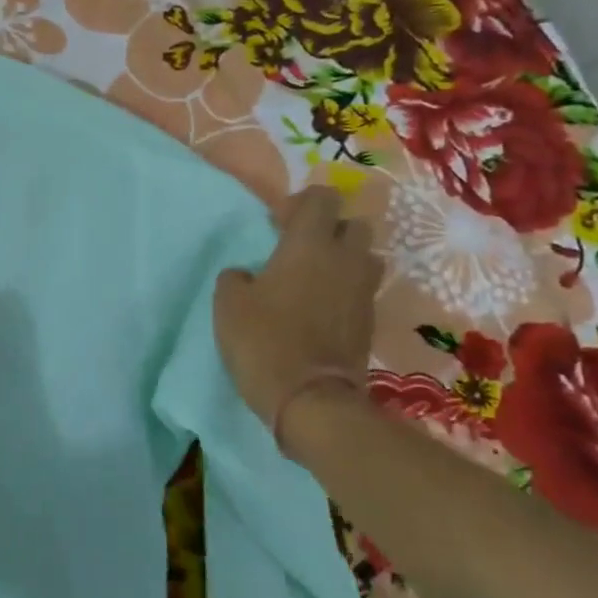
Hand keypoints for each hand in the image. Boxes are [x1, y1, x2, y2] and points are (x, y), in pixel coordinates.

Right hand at [213, 186, 382, 428]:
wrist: (310, 399)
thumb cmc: (263, 341)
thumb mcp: (228, 304)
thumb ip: (236, 277)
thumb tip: (247, 275)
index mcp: (310, 244)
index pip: (322, 199)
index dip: (300, 203)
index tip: (278, 224)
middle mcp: (345, 259)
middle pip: (353, 224)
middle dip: (330, 229)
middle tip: (300, 249)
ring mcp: (363, 291)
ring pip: (364, 257)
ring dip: (343, 260)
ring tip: (315, 279)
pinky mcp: (369, 321)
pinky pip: (361, 290)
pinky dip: (344, 291)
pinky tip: (321, 309)